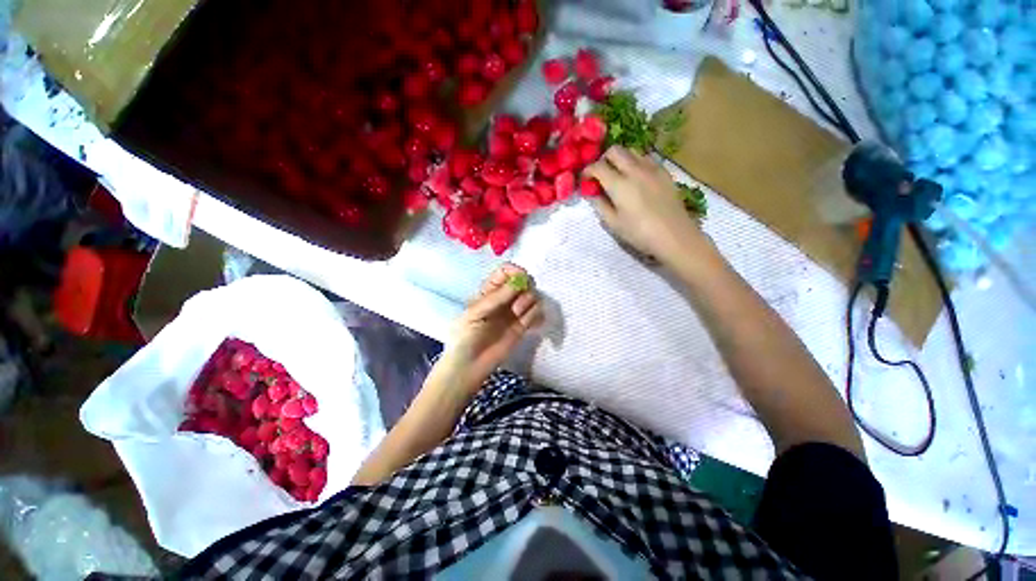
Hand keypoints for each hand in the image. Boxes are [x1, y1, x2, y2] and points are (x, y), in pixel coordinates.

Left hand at [438, 263, 543, 394]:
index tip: (521, 277)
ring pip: (532, 296)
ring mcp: (514, 313)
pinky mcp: (523, 327)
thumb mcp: (475, 314)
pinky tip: (529, 323)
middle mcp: (504, 299)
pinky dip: (537, 315)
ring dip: (529, 301)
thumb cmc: (465, 337)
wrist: (469, 366)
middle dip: (525, 286)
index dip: (515, 271)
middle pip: (523, 282)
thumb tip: (518, 281)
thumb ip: (496, 298)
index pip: (505, 272)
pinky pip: (537, 313)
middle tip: (518, 299)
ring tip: (518, 314)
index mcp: (489, 292)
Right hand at [584, 145, 706, 262]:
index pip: (598, 166)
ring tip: (618, 175)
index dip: (588, 171)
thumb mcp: (613, 223)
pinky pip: (646, 159)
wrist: (674, 236)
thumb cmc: (639, 233)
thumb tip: (592, 193)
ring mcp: (652, 169)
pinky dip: (636, 163)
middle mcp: (635, 170)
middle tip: (601, 174)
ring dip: (621, 159)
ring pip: (632, 151)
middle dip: (603, 159)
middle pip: (615, 150)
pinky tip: (636, 178)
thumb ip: (600, 205)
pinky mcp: (664, 172)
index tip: (585, 179)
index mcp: (619, 184)